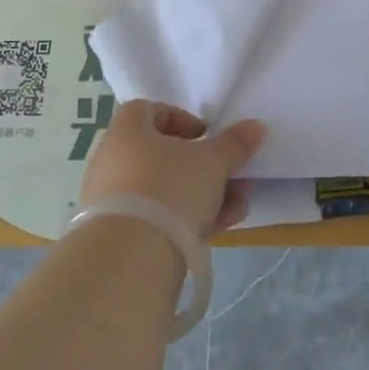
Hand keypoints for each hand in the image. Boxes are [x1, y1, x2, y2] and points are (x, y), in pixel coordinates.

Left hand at [79, 100, 265, 237]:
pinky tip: (219, 229)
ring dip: (202, 194)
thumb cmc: (169, 189)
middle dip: (203, 165)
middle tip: (231, 176)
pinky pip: (156, 217)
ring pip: (164, 189)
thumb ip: (235, 143)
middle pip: (163, 154)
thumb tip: (255, 127)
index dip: (181, 118)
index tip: (206, 136)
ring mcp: (113, 201)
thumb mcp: (212, 162)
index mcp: (127, 131)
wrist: (130, 259)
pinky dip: (186, 219)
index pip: (149, 110)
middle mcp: (113, 161)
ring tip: (236, 207)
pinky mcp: (119, 235)